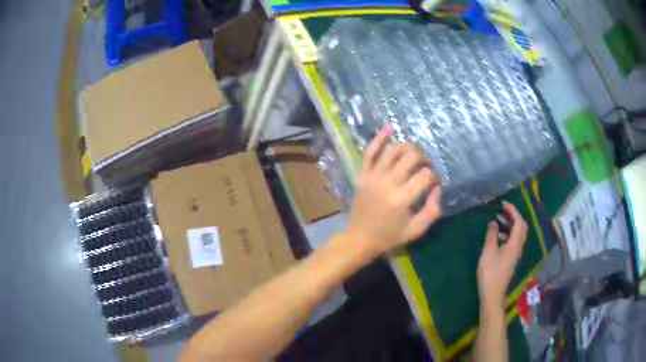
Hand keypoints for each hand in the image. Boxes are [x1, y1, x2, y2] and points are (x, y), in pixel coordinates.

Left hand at [345, 125, 441, 257]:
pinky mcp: (362, 174)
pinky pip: (369, 152)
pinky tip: (390, 127)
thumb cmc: (389, 236)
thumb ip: (432, 210)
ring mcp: (372, 176)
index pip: (425, 176)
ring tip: (415, 152)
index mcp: (401, 199)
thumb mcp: (416, 230)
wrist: (359, 238)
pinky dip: (379, 138)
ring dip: (408, 146)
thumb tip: (437, 187)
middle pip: (411, 157)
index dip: (434, 176)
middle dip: (424, 158)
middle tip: (427, 166)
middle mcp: (387, 183)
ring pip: (393, 150)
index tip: (434, 182)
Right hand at [477, 201, 527, 308]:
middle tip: (502, 210)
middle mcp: (518, 247)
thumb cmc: (490, 273)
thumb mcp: (488, 253)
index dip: (513, 210)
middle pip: (521, 227)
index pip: (518, 222)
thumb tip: (493, 223)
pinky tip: (497, 237)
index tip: (503, 204)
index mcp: (515, 244)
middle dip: (514, 216)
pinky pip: (513, 241)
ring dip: (510, 225)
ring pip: (518, 234)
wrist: (493, 294)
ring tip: (498, 221)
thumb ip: (491, 236)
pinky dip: (508, 234)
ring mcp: (515, 254)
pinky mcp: (511, 259)